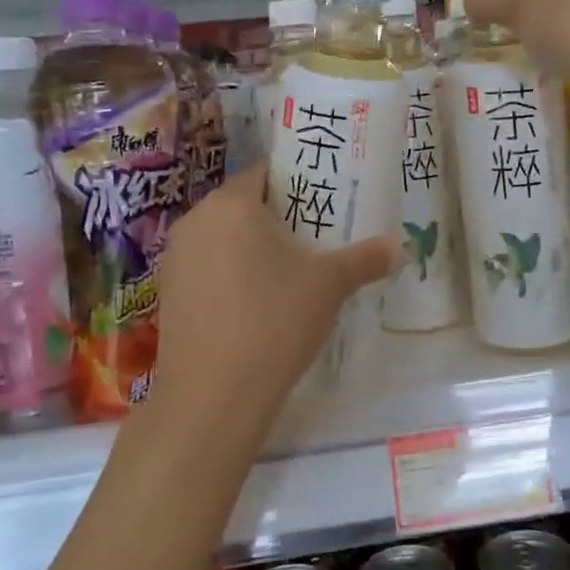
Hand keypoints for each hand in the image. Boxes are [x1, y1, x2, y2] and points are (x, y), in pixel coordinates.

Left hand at [148, 162, 398, 434]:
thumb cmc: (274, 321)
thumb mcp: (329, 286)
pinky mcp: (167, 293)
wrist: (212, 395)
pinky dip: (228, 275)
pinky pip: (205, 268)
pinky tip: (254, 306)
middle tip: (314, 239)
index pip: (265, 173)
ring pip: (222, 238)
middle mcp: (195, 220)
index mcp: (232, 203)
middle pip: (242, 205)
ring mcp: (175, 258)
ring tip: (287, 274)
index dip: (297, 184)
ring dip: (250, 248)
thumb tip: (402, 247)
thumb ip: (366, 259)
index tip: (324, 203)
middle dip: (277, 218)